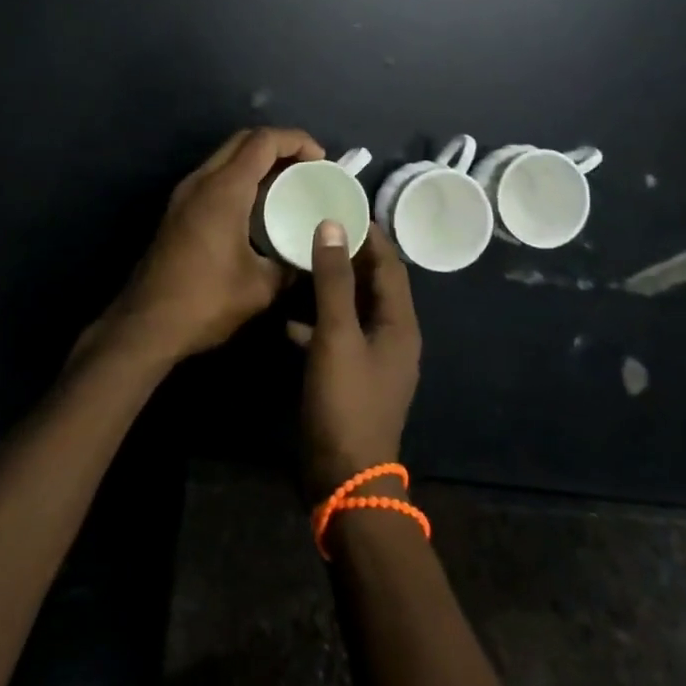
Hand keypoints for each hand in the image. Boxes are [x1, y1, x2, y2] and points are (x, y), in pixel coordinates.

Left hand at [88, 127, 325, 367]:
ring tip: (287, 184)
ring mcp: (184, 194)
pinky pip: (214, 177)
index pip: (264, 142)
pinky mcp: (177, 211)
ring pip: (226, 157)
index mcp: (224, 189)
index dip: (297, 141)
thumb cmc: (205, 301)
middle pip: (243, 140)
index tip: (321, 160)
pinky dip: (240, 178)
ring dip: (257, 161)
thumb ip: (288, 265)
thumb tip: (306, 257)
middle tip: (306, 167)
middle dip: (278, 145)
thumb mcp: (260, 288)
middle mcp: (201, 181)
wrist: (145, 325)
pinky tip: (257, 206)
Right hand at [288, 220, 421, 500]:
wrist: (345, 480)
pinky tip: (287, 319)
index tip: (343, 205)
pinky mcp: (352, 378)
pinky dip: (317, 322)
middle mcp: (392, 337)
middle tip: (316, 226)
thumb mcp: (337, 336)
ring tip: (298, 261)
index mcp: (399, 323)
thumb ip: (334, 280)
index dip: (370, 234)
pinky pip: (337, 336)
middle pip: (373, 284)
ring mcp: (372, 360)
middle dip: (348, 255)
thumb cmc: (345, 402)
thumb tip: (333, 225)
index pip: (390, 264)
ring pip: (352, 309)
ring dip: (330, 286)